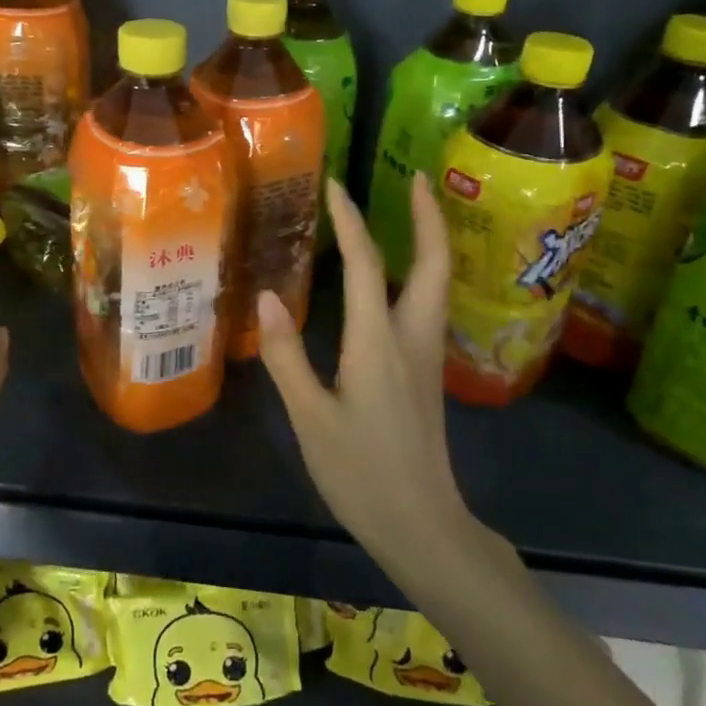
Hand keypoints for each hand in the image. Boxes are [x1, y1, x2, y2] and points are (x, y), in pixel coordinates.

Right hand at [257, 174, 472, 566]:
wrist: (423, 526)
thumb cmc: (361, 473)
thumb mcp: (310, 418)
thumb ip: (286, 356)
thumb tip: (265, 297)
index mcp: (379, 341)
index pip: (367, 264)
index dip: (351, 220)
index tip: (337, 184)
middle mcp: (413, 337)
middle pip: (434, 262)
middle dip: (428, 216)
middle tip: (416, 179)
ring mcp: (428, 355)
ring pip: (439, 282)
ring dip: (430, 240)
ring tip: (413, 212)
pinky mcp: (428, 372)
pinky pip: (430, 303)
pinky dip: (423, 271)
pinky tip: (402, 276)